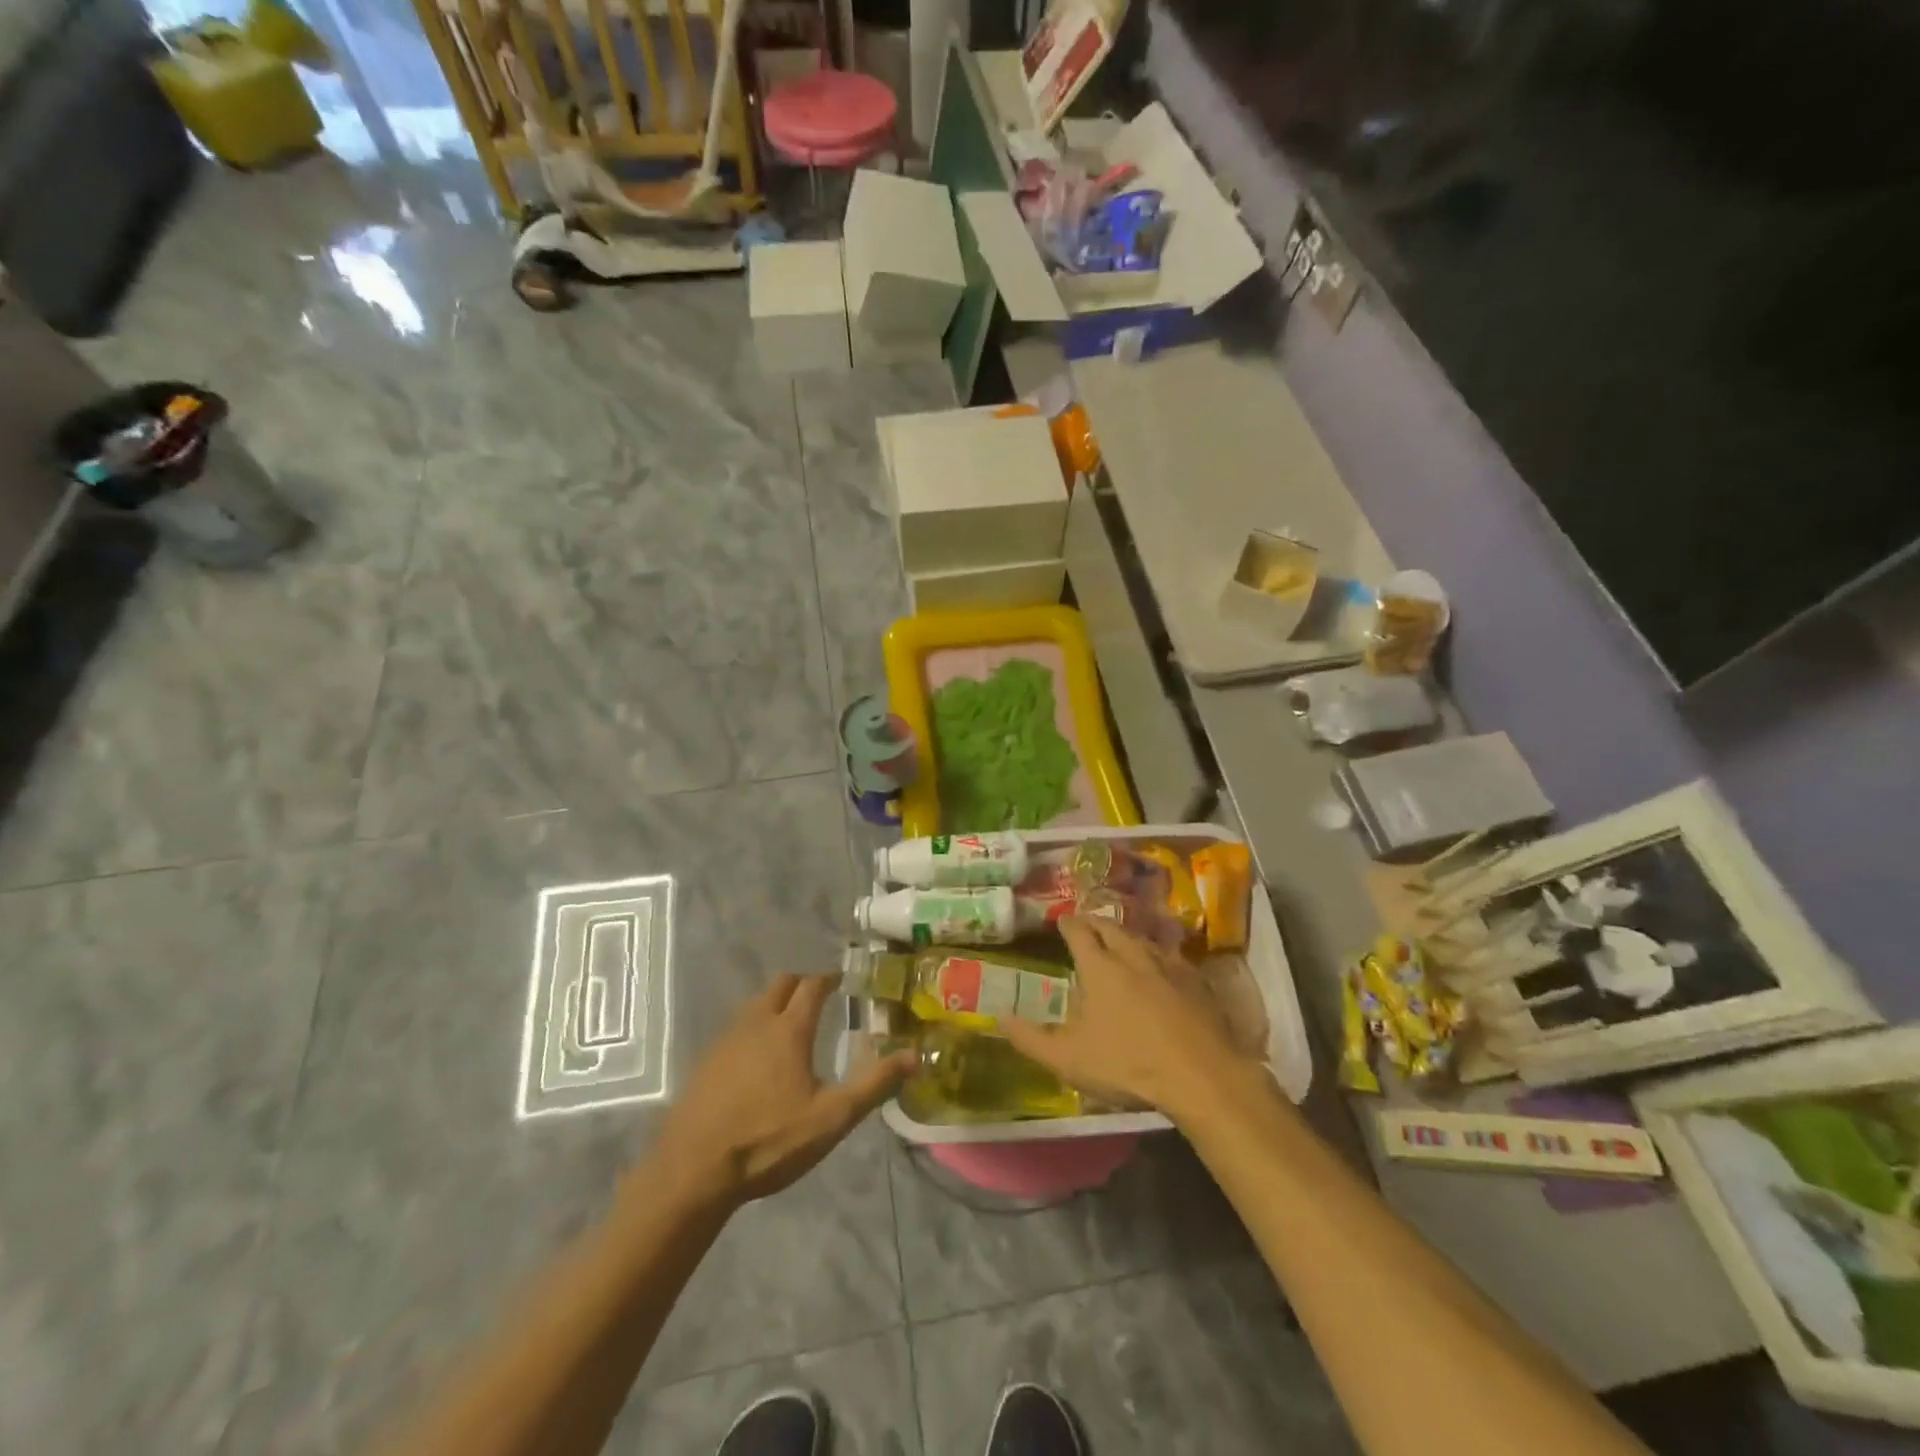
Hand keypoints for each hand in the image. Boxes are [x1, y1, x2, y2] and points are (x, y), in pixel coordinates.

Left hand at [646, 974, 916, 1214]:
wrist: (692, 1170)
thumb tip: (914, 1056)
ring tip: (790, 1024)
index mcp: (789, 1029)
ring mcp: (725, 1040)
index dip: (829, 978)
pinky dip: (753, 1027)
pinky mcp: (705, 1061)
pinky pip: (735, 1028)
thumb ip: (874, 1084)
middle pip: (780, 984)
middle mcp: (756, 1023)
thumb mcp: (831, 1118)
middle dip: (801, 984)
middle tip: (818, 996)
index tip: (841, 979)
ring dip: (775, 1003)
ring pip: (754, 1004)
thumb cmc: (768, 1140)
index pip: (812, 986)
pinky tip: (757, 1058)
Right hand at [1004, 917, 1263, 1120]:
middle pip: (1110, 926)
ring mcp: (1168, 964)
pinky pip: (1169, 956)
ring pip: (1141, 938)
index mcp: (1099, 966)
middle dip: (1095, 923)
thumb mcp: (1068, 1059)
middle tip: (1086, 927)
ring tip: (1119, 944)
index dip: (1067, 924)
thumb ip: (1030, 1038)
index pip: (1078, 931)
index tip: (1061, 922)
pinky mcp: (1196, 980)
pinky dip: (1156, 956)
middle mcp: (1132, 954)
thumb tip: (999, 1017)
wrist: (1203, 1077)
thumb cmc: (1129, 1065)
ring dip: (1126, 937)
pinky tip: (1159, 969)